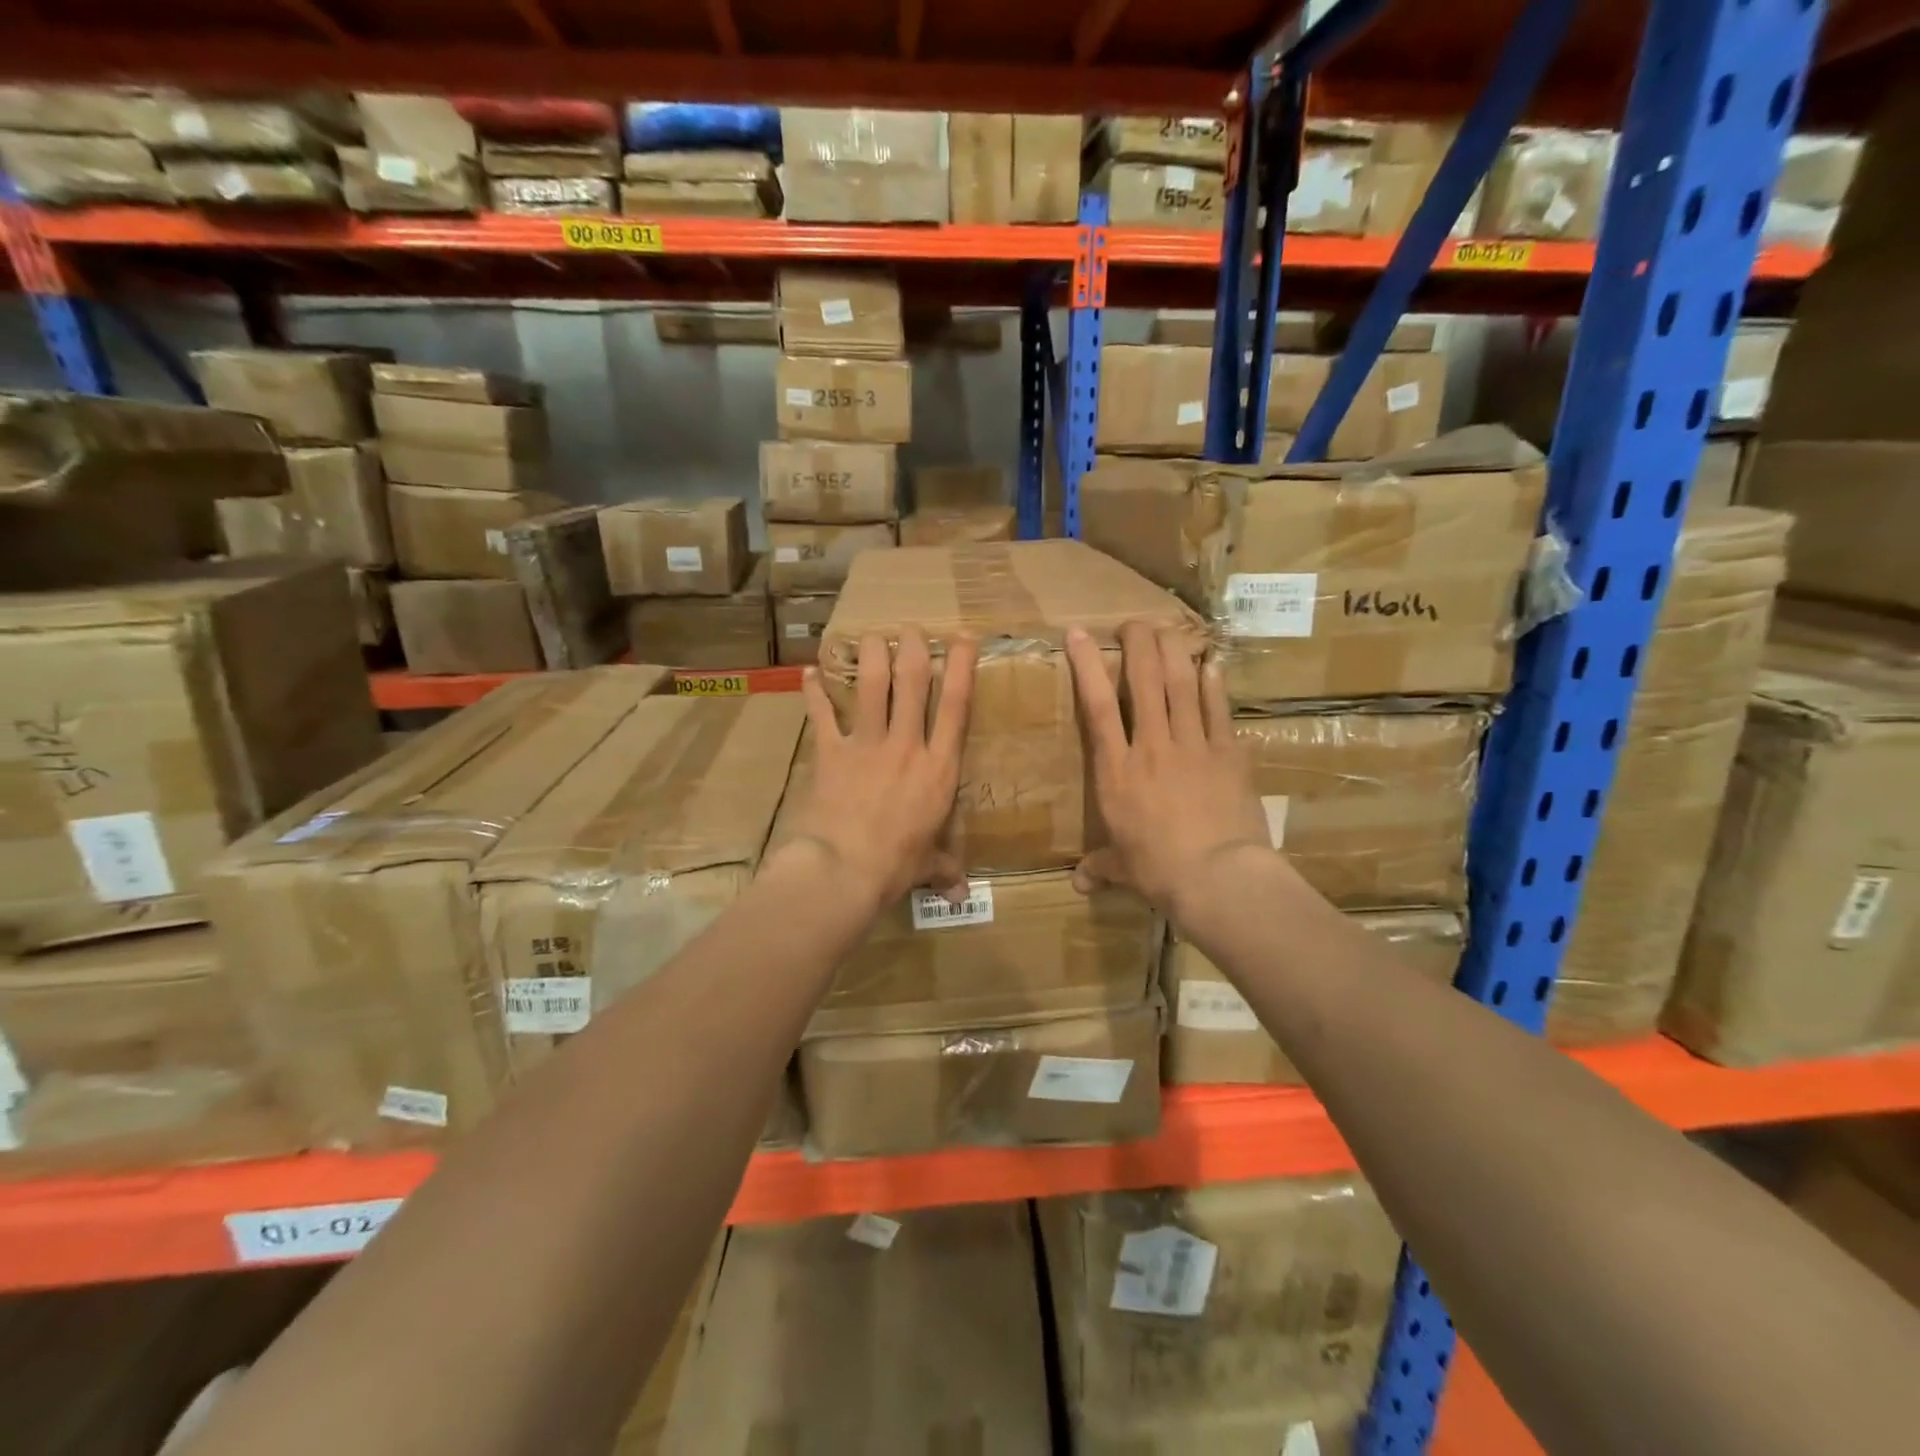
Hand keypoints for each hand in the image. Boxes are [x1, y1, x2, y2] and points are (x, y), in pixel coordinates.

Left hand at [785, 628, 977, 912]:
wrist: (843, 870)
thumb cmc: (895, 866)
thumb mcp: (927, 865)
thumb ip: (944, 869)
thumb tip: (959, 894)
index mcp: (938, 767)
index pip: (956, 706)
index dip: (960, 667)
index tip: (962, 637)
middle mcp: (906, 745)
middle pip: (912, 682)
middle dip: (913, 648)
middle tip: (910, 628)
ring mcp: (866, 744)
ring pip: (872, 685)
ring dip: (871, 655)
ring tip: (870, 635)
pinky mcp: (831, 752)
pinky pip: (822, 714)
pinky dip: (814, 692)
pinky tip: (808, 672)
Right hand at [1066, 621, 1274, 922]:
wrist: (1218, 877)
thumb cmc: (1159, 871)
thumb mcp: (1124, 869)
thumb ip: (1101, 867)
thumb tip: (1079, 883)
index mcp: (1117, 770)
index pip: (1096, 706)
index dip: (1088, 665)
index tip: (1080, 633)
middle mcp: (1152, 746)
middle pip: (1144, 680)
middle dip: (1137, 643)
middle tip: (1133, 623)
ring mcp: (1194, 745)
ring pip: (1181, 684)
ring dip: (1174, 651)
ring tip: (1168, 628)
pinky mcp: (1229, 754)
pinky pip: (1219, 709)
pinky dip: (1214, 684)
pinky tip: (1212, 663)